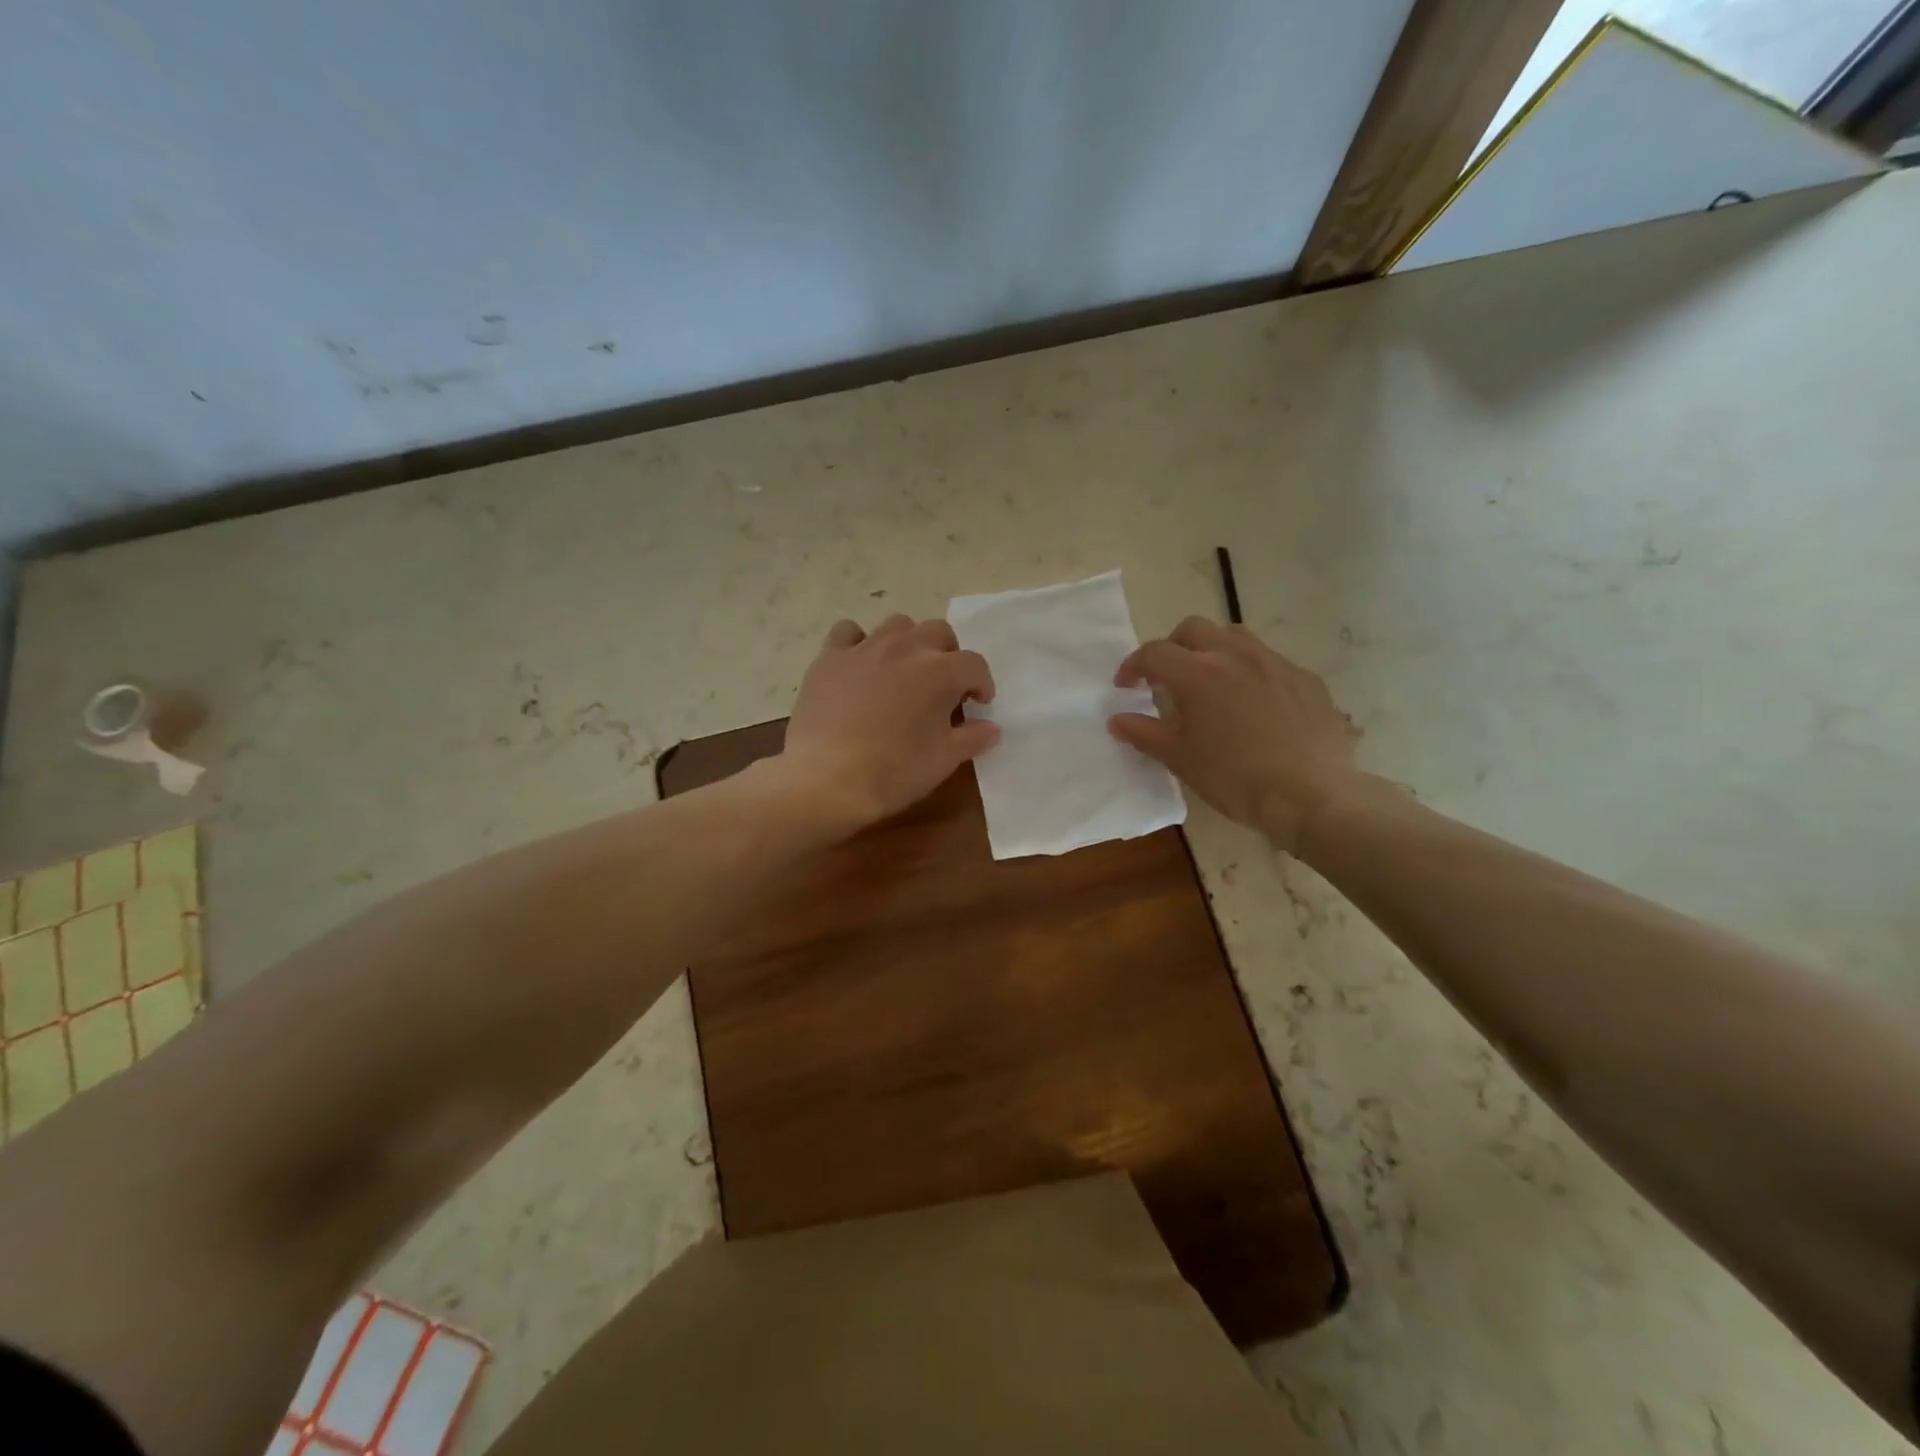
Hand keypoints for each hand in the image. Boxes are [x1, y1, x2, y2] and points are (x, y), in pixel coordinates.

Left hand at [779, 615, 997, 832]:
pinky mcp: (830, 657)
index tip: (978, 704)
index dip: (982, 684)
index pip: (974, 664)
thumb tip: (992, 729)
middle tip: (942, 686)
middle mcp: (906, 648)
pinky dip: (859, 643)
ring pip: (898, 625)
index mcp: (940, 672)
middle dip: (948, 655)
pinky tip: (860, 665)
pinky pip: (849, 632)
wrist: (827, 779)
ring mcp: (865, 648)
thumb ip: (972, 738)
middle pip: (938, 632)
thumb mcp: (944, 760)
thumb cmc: (894, 771)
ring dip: (909, 642)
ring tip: (904, 671)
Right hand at [1109, 617, 1361, 850]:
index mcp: (1199, 673)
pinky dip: (1250, 672)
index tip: (1125, 687)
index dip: (1133, 666)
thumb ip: (1145, 733)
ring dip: (1213, 650)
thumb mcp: (1181, 759)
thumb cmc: (1235, 778)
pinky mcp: (1306, 678)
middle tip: (1166, 678)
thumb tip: (1117, 720)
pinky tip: (1254, 705)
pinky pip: (1270, 661)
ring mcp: (1276, 663)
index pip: (1154, 653)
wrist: (1312, 795)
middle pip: (1194, 629)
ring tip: (1210, 682)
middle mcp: (1236, 655)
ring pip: (1235, 636)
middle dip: (1172, 647)